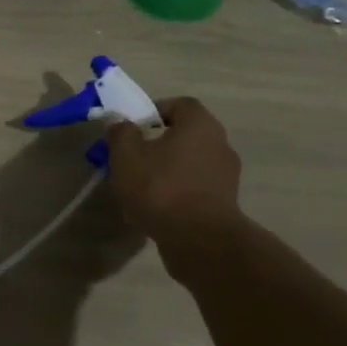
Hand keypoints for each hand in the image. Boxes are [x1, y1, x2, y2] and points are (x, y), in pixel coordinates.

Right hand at [106, 97, 243, 257]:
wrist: (199, 240)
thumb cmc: (160, 187)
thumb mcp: (126, 155)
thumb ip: (121, 132)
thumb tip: (120, 122)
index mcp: (200, 125)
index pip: (180, 104)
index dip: (154, 111)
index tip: (133, 127)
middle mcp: (220, 144)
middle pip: (185, 134)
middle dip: (157, 143)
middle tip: (132, 157)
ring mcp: (226, 176)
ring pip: (189, 162)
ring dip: (167, 169)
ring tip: (140, 186)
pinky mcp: (225, 203)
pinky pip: (195, 187)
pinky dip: (177, 191)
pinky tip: (156, 207)